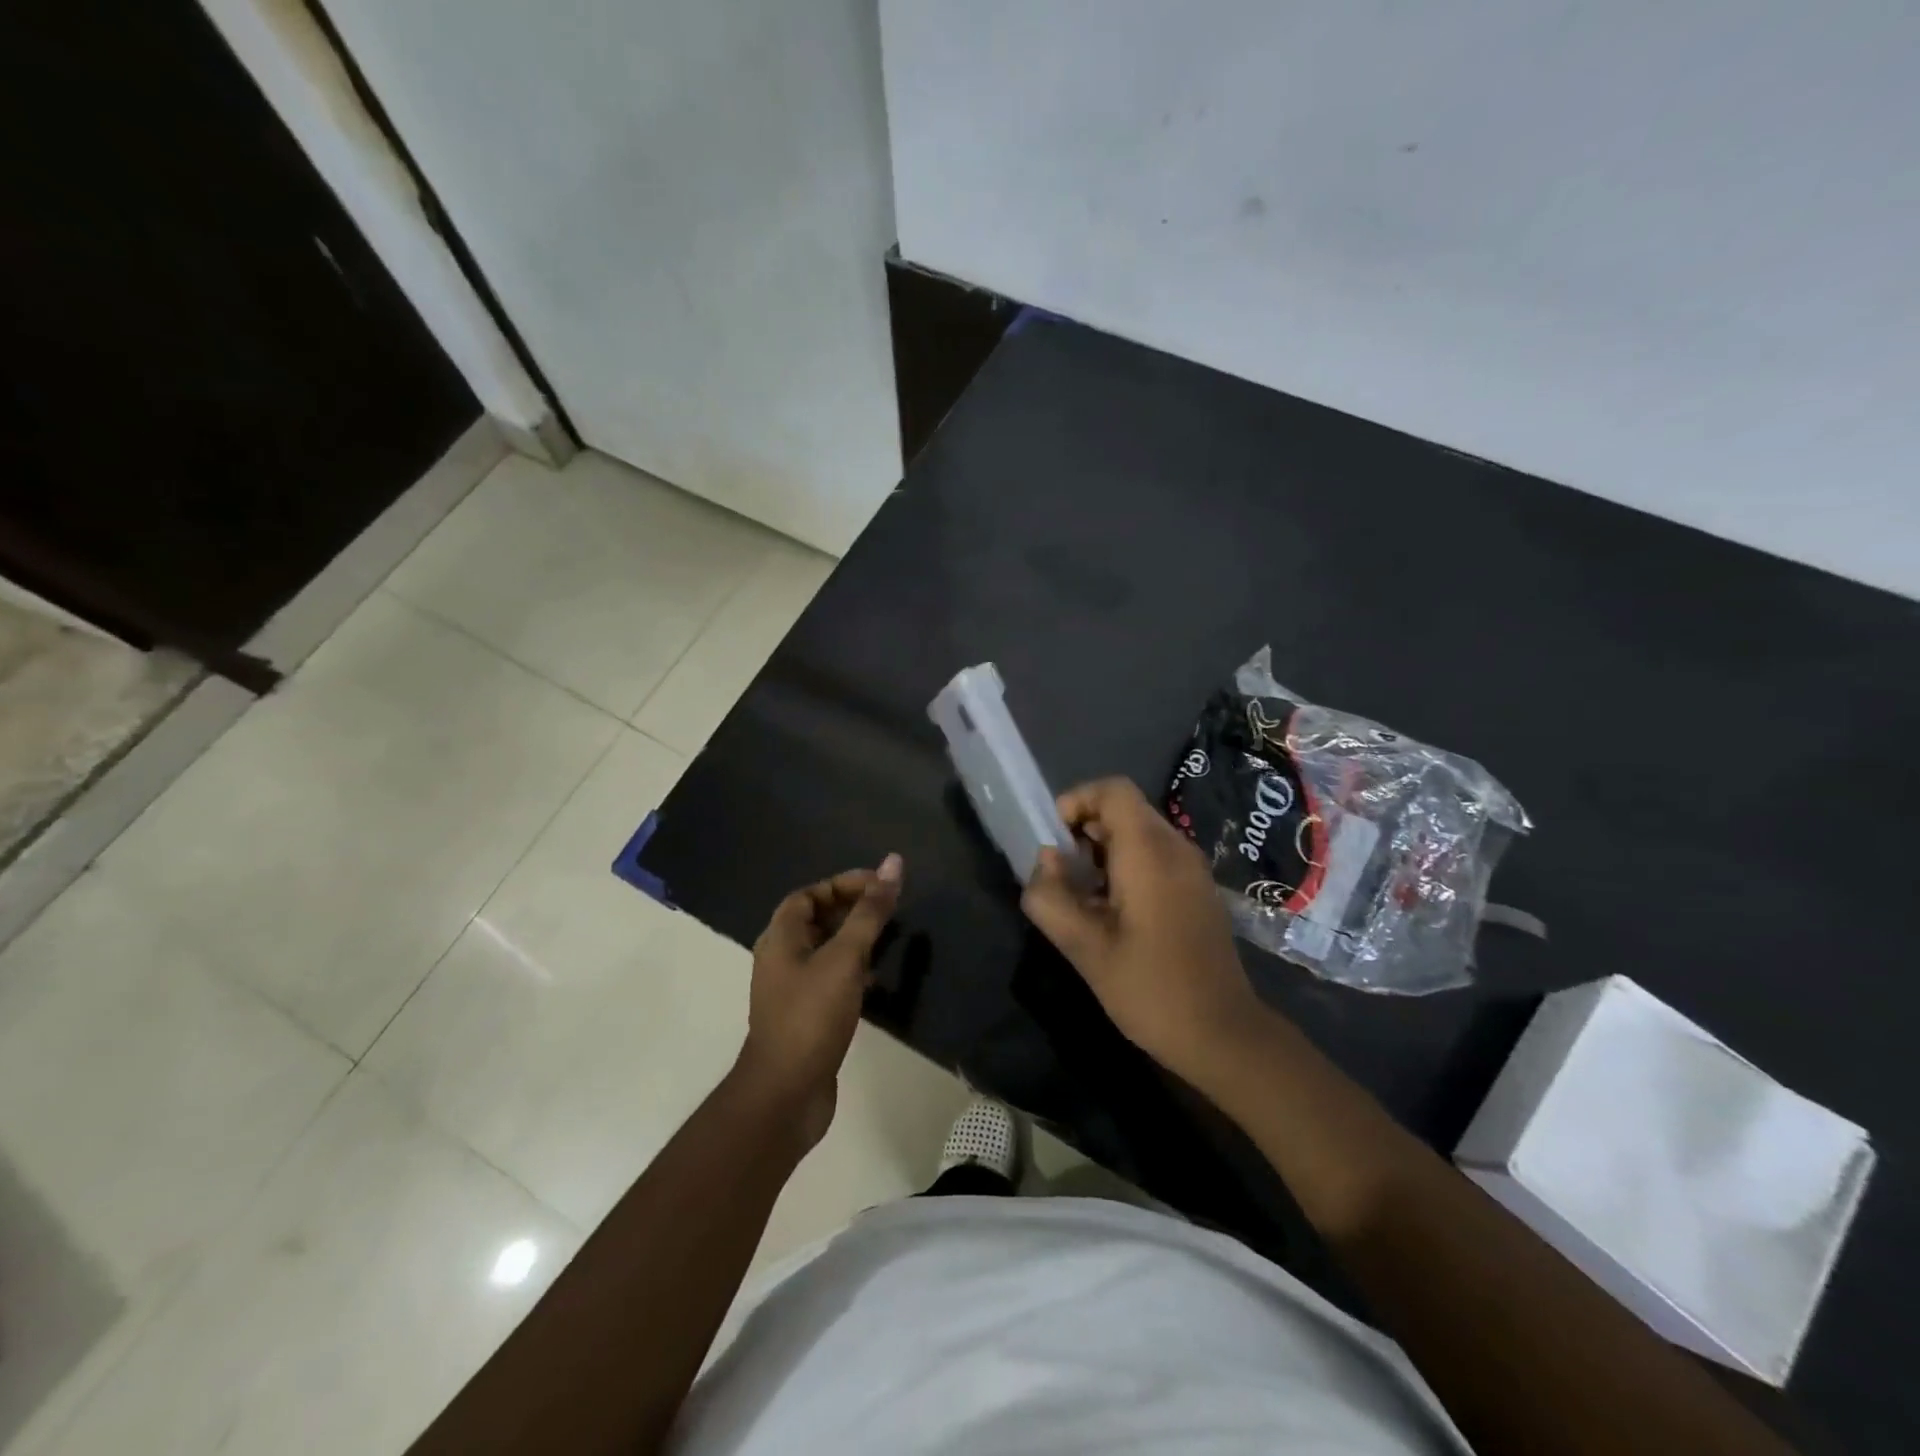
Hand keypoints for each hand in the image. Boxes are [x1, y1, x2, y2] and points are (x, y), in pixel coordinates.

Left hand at [735, 855, 902, 1148]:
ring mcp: (792, 990)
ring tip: (890, 939)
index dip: (842, 884)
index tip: (880, 886)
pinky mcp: (806, 1016)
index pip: (808, 895)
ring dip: (855, 940)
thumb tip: (893, 863)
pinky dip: (854, 971)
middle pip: (816, 920)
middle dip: (852, 910)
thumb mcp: (845, 958)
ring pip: (826, 951)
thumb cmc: (811, 1016)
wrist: (786, 1094)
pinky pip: (831, 979)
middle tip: (890, 909)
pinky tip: (878, 980)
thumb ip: (869, 912)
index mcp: (780, 938)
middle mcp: (781, 959)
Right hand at [1022, 778, 1261, 1083]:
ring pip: (1139, 832)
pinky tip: (1112, 912)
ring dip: (1103, 851)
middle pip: (1125, 809)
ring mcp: (1192, 868)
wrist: (1223, 1034)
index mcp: (1150, 853)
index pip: (1113, 790)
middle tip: (1063, 876)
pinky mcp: (1197, 889)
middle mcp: (1176, 848)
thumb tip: (1045, 862)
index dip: (1077, 801)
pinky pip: (1155, 855)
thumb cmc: (1151, 989)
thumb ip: (1052, 898)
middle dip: (1085, 831)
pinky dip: (1125, 866)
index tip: (1055, 840)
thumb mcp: (1085, 949)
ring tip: (1083, 896)